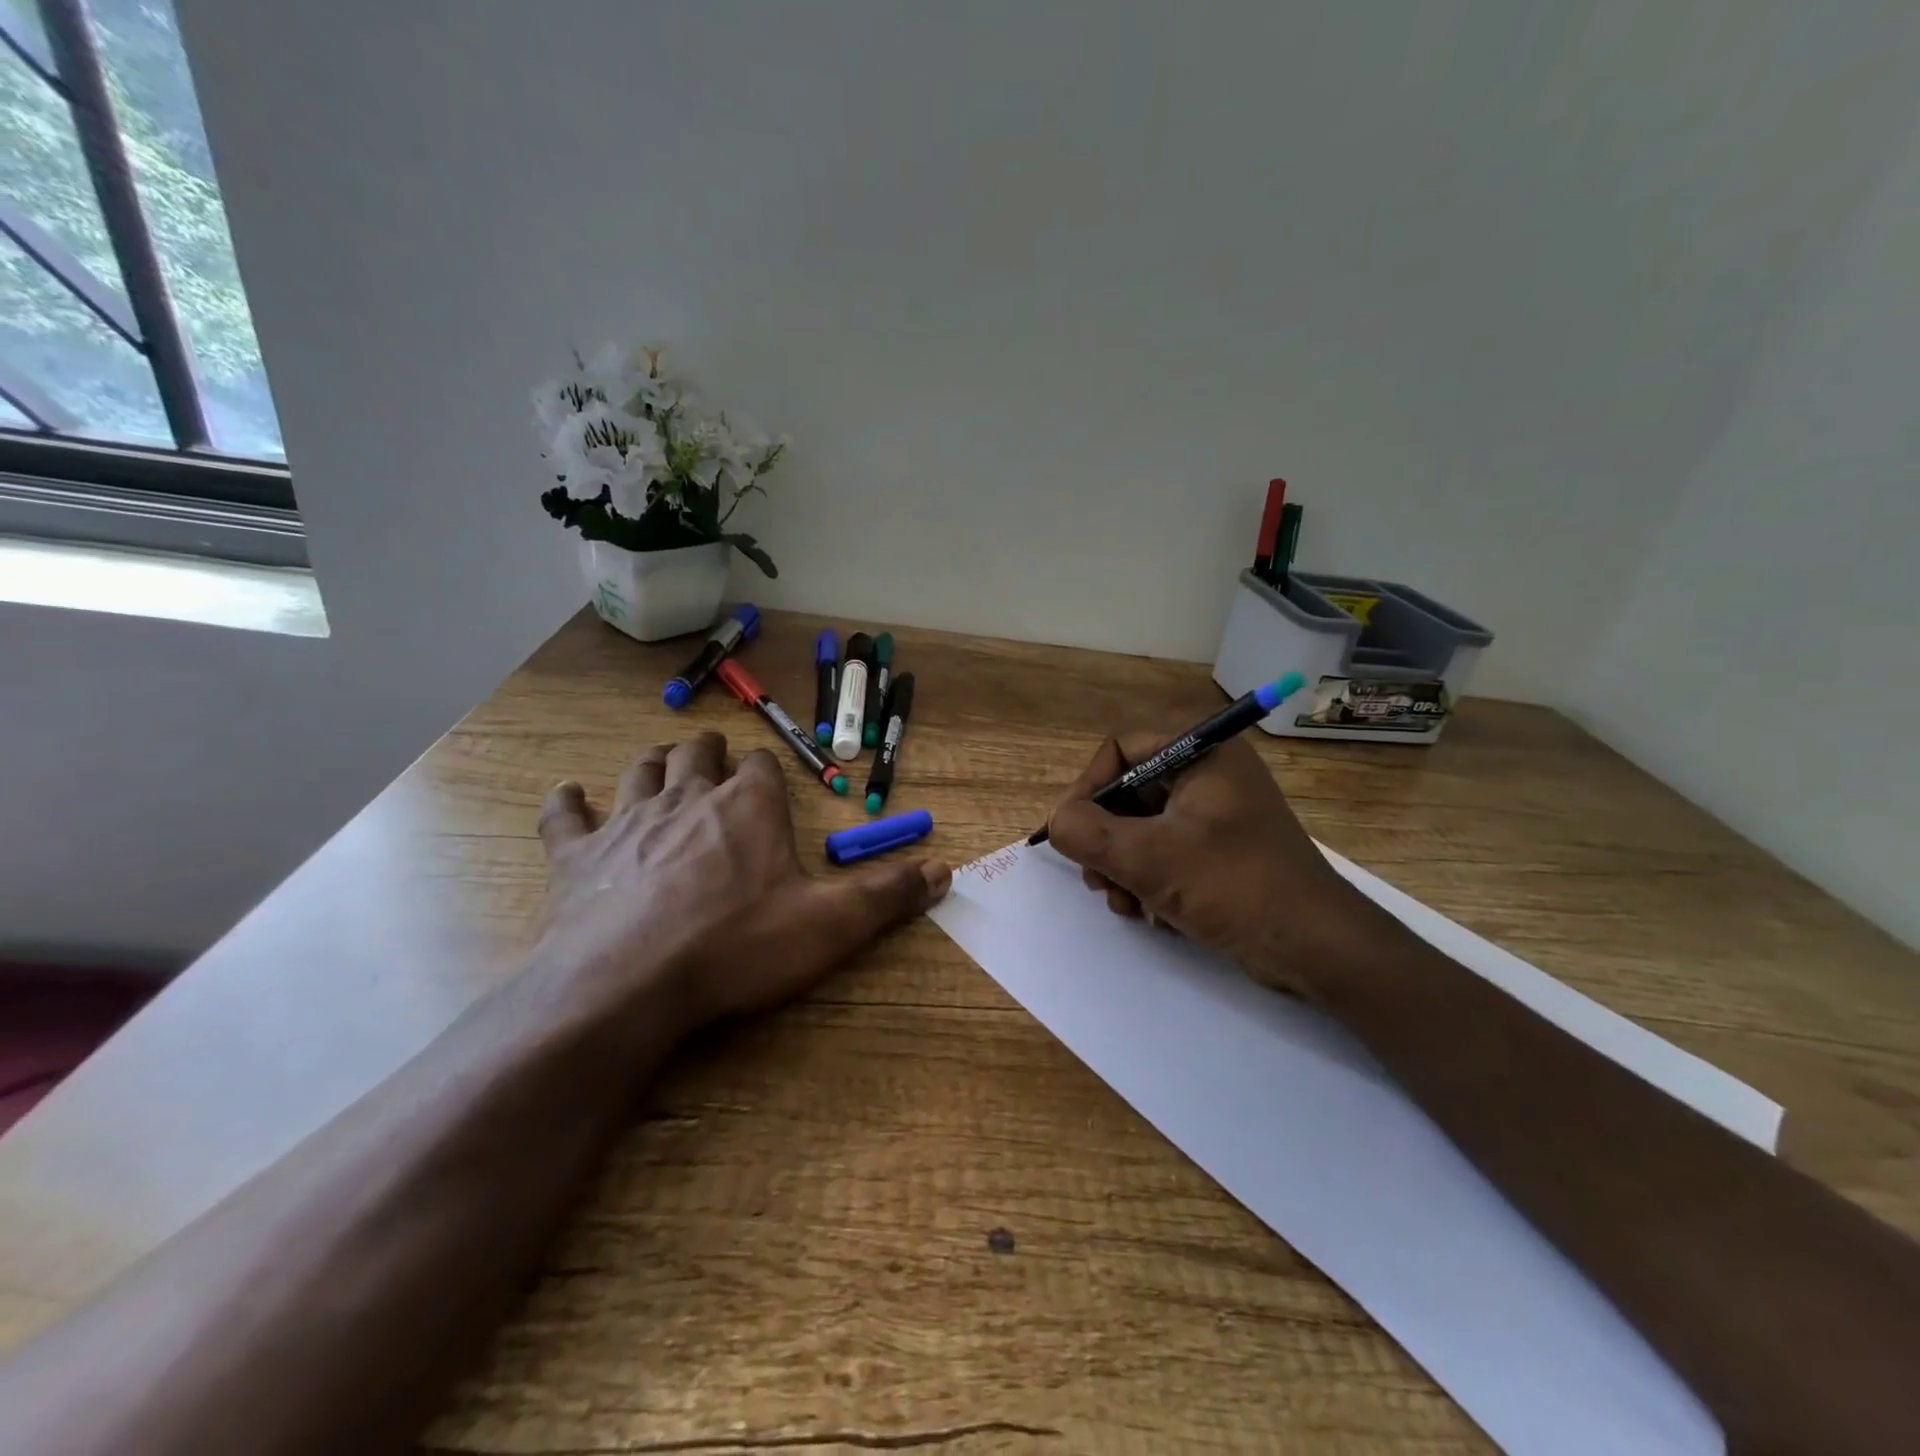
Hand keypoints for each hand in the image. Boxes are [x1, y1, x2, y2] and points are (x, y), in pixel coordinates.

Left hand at [535, 732, 950, 1037]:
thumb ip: (888, 896)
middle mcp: (689, 798)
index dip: (763, 771)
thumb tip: (945, 870)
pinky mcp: (577, 856)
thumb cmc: (738, 946)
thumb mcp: (830, 926)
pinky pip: (566, 816)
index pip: (760, 768)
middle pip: (696, 756)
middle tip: (712, 757)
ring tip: (661, 762)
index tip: (765, 781)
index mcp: (748, 807)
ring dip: (653, 764)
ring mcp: (628, 822)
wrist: (630, 983)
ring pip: (640, 771)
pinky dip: (567, 802)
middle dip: (707, 752)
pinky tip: (568, 794)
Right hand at [1043, 733, 1398, 1000]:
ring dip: (1123, 866)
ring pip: (1143, 826)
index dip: (1089, 787)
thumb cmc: (1234, 887)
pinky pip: (1166, 850)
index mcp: (1203, 752)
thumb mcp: (1149, 859)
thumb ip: (1088, 833)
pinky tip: (1151, 914)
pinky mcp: (1222, 849)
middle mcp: (1210, 772)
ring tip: (1125, 904)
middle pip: (1129, 791)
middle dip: (1105, 839)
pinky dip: (1149, 879)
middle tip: (1097, 879)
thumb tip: (1056, 822)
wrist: (1318, 947)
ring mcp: (1218, 812)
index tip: (1071, 832)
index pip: (1121, 748)